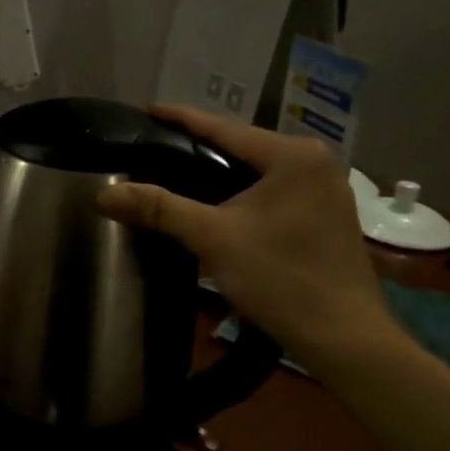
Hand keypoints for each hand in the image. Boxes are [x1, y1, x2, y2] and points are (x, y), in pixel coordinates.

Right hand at [96, 105, 397, 372]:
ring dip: (216, 173)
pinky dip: (238, 192)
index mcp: (292, 155)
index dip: (180, 119)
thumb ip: (158, 208)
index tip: (145, 110)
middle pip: (240, 147)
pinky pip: (270, 189)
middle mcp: (314, 162)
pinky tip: (211, 203)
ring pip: (255, 170)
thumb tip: (103, 195)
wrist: (346, 340)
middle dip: (195, 148)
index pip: (223, 127)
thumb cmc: (281, 278)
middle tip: (151, 148)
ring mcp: (324, 188)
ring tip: (172, 173)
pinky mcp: (325, 214)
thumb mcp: (212, 238)